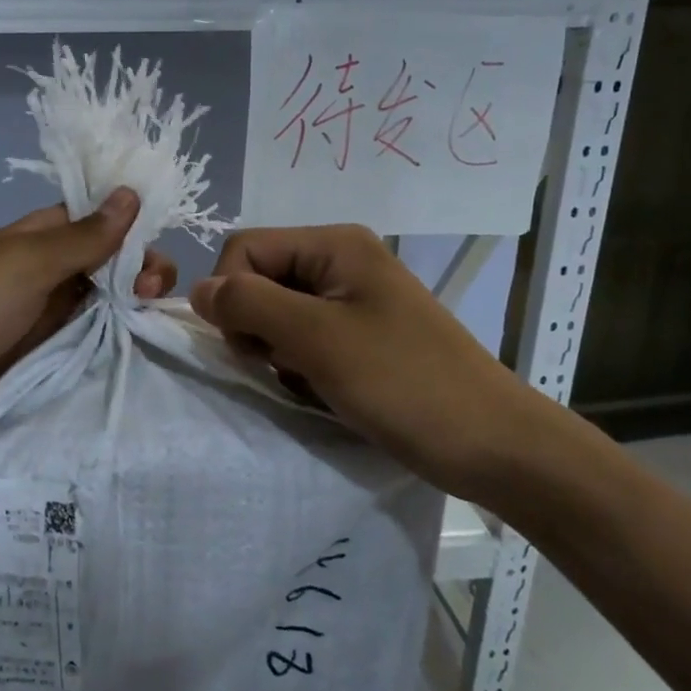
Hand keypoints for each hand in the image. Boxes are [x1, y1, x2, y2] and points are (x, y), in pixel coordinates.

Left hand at [0, 190, 174, 464]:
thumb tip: (131, 193)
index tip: (160, 242)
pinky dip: (119, 339)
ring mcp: (50, 318)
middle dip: (139, 268)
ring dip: (134, 304)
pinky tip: (144, 343)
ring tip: (149, 316)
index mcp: (40, 238)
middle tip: (149, 292)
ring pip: (108, 302)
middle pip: (110, 262)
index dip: (132, 226)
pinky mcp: (50, 359)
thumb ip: (83, 237)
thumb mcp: (27, 263)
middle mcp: (50, 273)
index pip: (98, 220)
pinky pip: (94, 342)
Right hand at [189, 225, 552, 501]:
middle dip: (255, 324)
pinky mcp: (360, 333)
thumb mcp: (317, 340)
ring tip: (310, 380)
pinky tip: (324, 388)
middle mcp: (340, 260)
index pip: (244, 248)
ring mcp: (353, 298)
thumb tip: (196, 290)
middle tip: (283, 365)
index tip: (251, 346)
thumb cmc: (405, 384)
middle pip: (259, 277)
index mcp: (334, 244)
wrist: (495, 445)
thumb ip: (249, 305)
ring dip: (277, 349)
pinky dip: (299, 363)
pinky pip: (303, 336)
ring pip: (277, 312)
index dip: (231, 295)